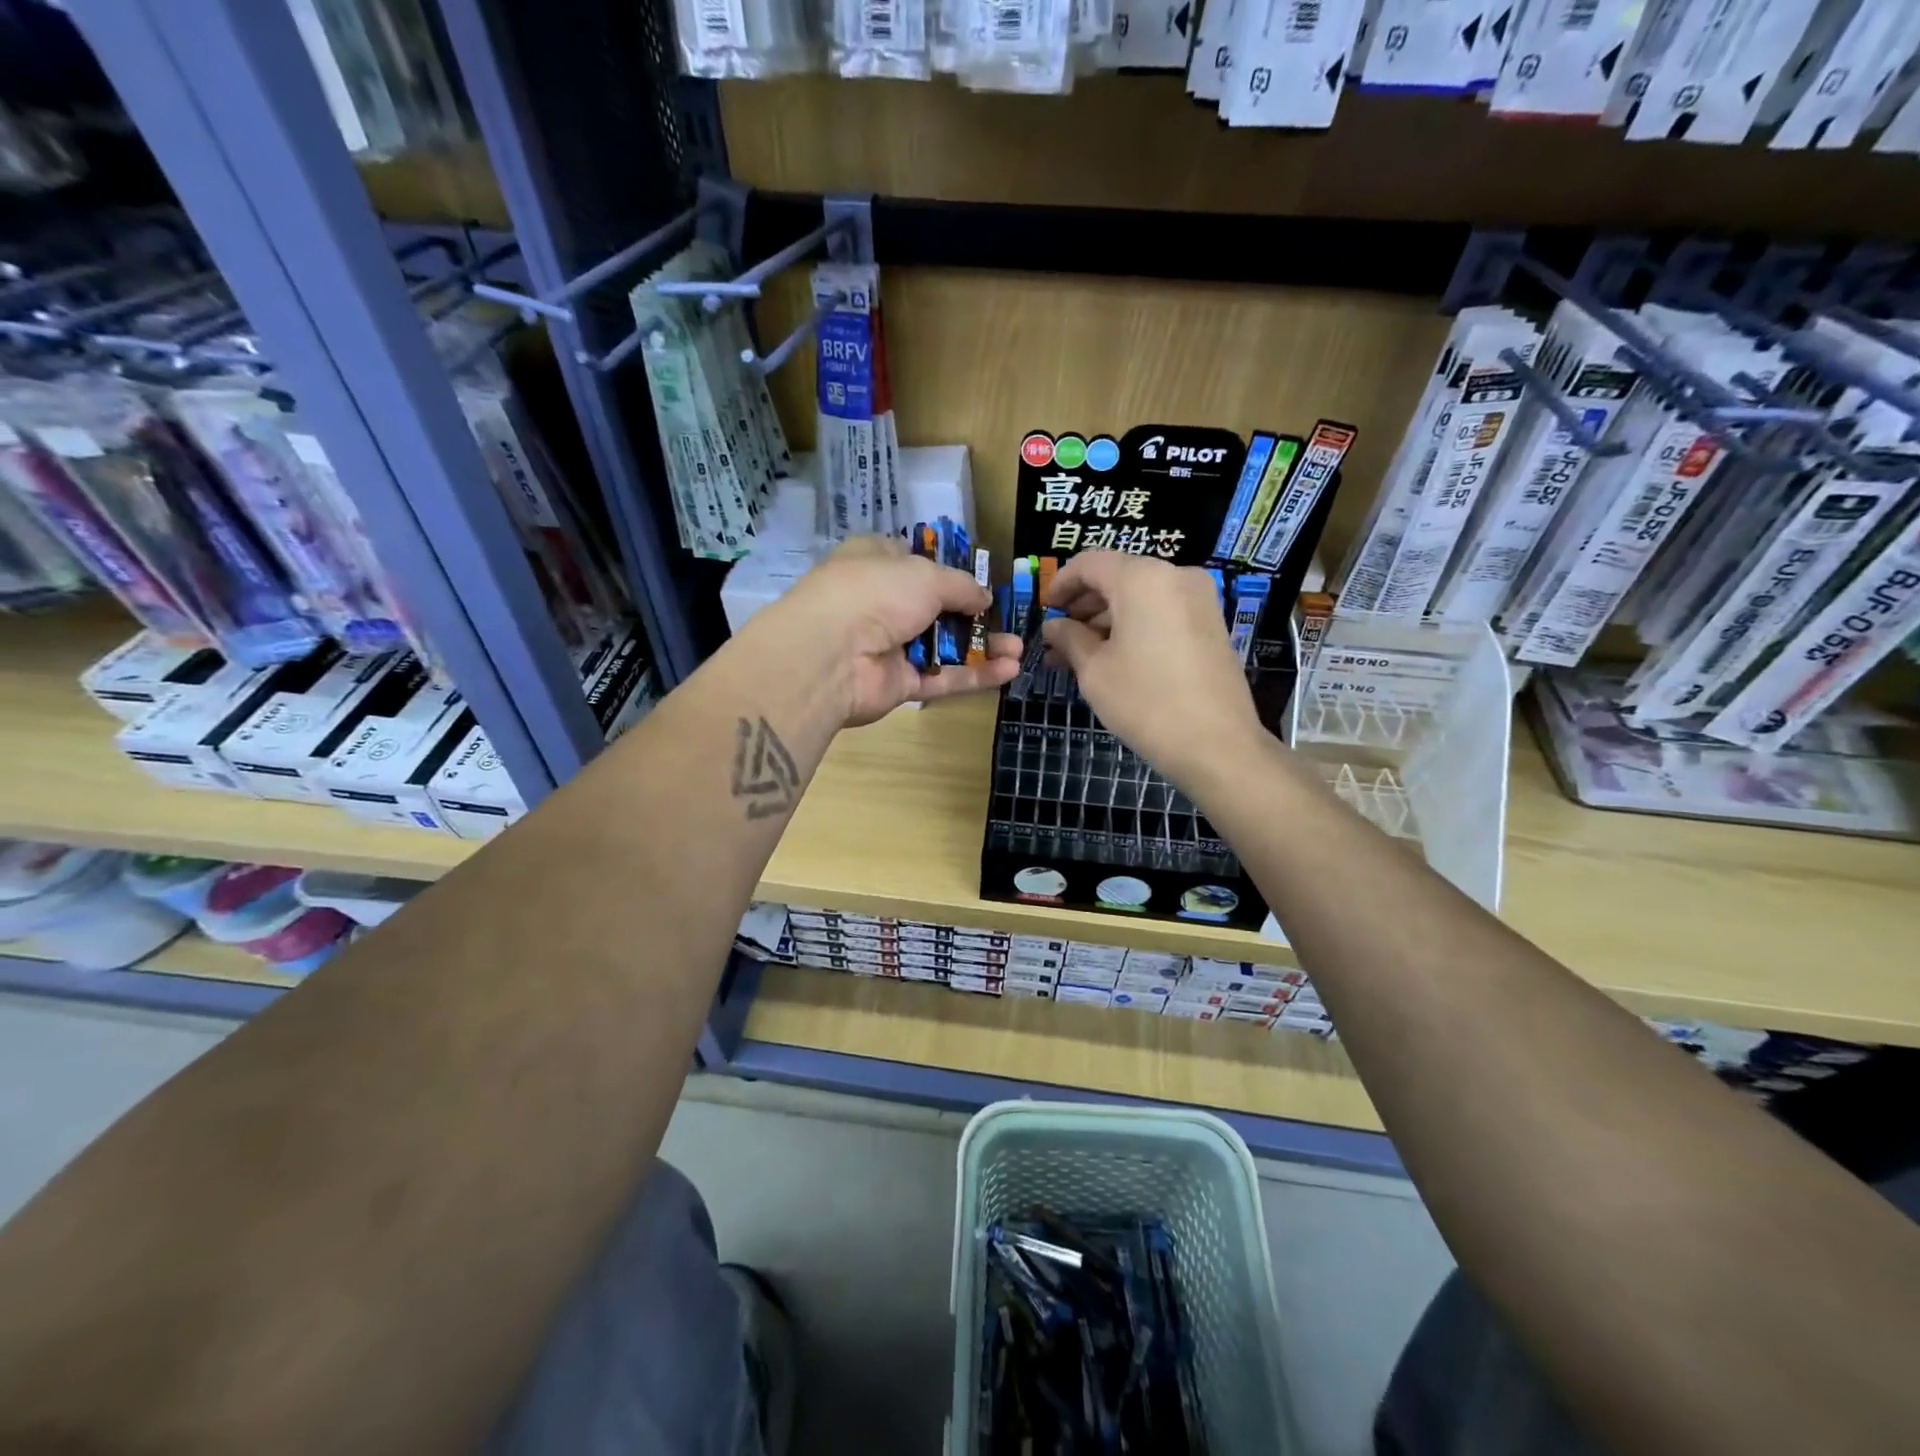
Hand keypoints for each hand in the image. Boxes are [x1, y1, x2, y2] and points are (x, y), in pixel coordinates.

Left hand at [770, 537, 1021, 726]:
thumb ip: (961, 587)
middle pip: (935, 608)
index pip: (913, 561)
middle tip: (1010, 623)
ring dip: (982, 647)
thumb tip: (985, 598)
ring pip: (943, 646)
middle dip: (975, 616)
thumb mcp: (926, 575)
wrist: (831, 653)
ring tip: (1019, 649)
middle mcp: (880, 603)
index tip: (979, 582)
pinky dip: (974, 675)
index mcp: (875, 562)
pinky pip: (942, 678)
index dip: (947, 570)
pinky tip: (1009, 670)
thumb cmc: (876, 592)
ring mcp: (889, 646)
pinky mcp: (897, 684)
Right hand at [1041, 551, 1266, 783]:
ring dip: (1107, 619)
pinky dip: (1135, 626)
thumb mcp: (1094, 670)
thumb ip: (1069, 638)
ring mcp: (1199, 598)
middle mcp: (1175, 575)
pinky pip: (1162, 611)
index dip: (1061, 583)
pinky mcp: (1211, 623)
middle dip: (1084, 605)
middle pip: (1118, 577)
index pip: (1090, 563)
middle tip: (1058, 638)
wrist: (1216, 744)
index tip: (1044, 609)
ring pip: (1141, 596)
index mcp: (1142, 578)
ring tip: (1079, 655)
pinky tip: (1113, 657)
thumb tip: (1054, 626)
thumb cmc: (1145, 701)